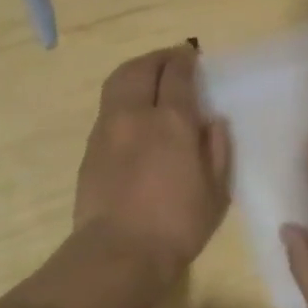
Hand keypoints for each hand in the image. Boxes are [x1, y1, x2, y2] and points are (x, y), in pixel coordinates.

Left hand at [73, 46, 231, 276]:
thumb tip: (212, 122)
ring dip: (136, 71)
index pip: (177, 74)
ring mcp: (107, 129)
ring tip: (150, 77)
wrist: (118, 253)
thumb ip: (217, 150)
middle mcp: (135, 115)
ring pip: (118, 82)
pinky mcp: (91, 147)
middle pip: (141, 68)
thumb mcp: (216, 192)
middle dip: (158, 58)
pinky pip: (108, 107)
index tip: (191, 55)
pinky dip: (123, 96)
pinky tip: (133, 113)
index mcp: (171, 122)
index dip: (185, 60)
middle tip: (172, 60)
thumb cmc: (177, 225)